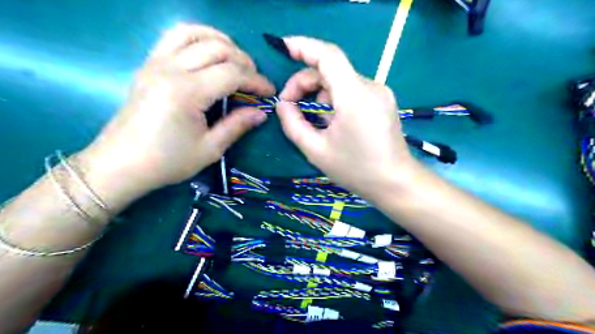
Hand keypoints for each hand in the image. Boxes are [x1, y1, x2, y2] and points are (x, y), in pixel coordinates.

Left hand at [77, 23, 274, 204]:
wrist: (121, 164)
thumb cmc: (168, 161)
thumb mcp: (210, 149)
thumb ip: (237, 125)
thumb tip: (262, 113)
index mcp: (187, 92)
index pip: (232, 74)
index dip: (256, 81)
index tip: (269, 92)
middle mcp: (171, 69)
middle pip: (218, 48)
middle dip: (244, 61)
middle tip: (254, 81)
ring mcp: (156, 62)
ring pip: (195, 33)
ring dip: (222, 42)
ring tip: (236, 60)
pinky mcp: (149, 64)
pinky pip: (174, 36)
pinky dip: (198, 37)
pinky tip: (209, 52)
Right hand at [277, 36, 414, 198]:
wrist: (395, 183)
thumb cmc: (355, 170)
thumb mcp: (316, 150)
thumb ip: (293, 124)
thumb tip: (282, 104)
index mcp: (354, 96)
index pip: (328, 56)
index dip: (304, 46)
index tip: (283, 48)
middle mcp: (370, 87)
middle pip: (330, 69)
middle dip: (305, 83)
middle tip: (289, 106)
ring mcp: (379, 92)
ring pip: (340, 81)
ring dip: (319, 95)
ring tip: (314, 122)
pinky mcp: (382, 100)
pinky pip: (351, 91)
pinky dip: (334, 100)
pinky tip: (332, 122)